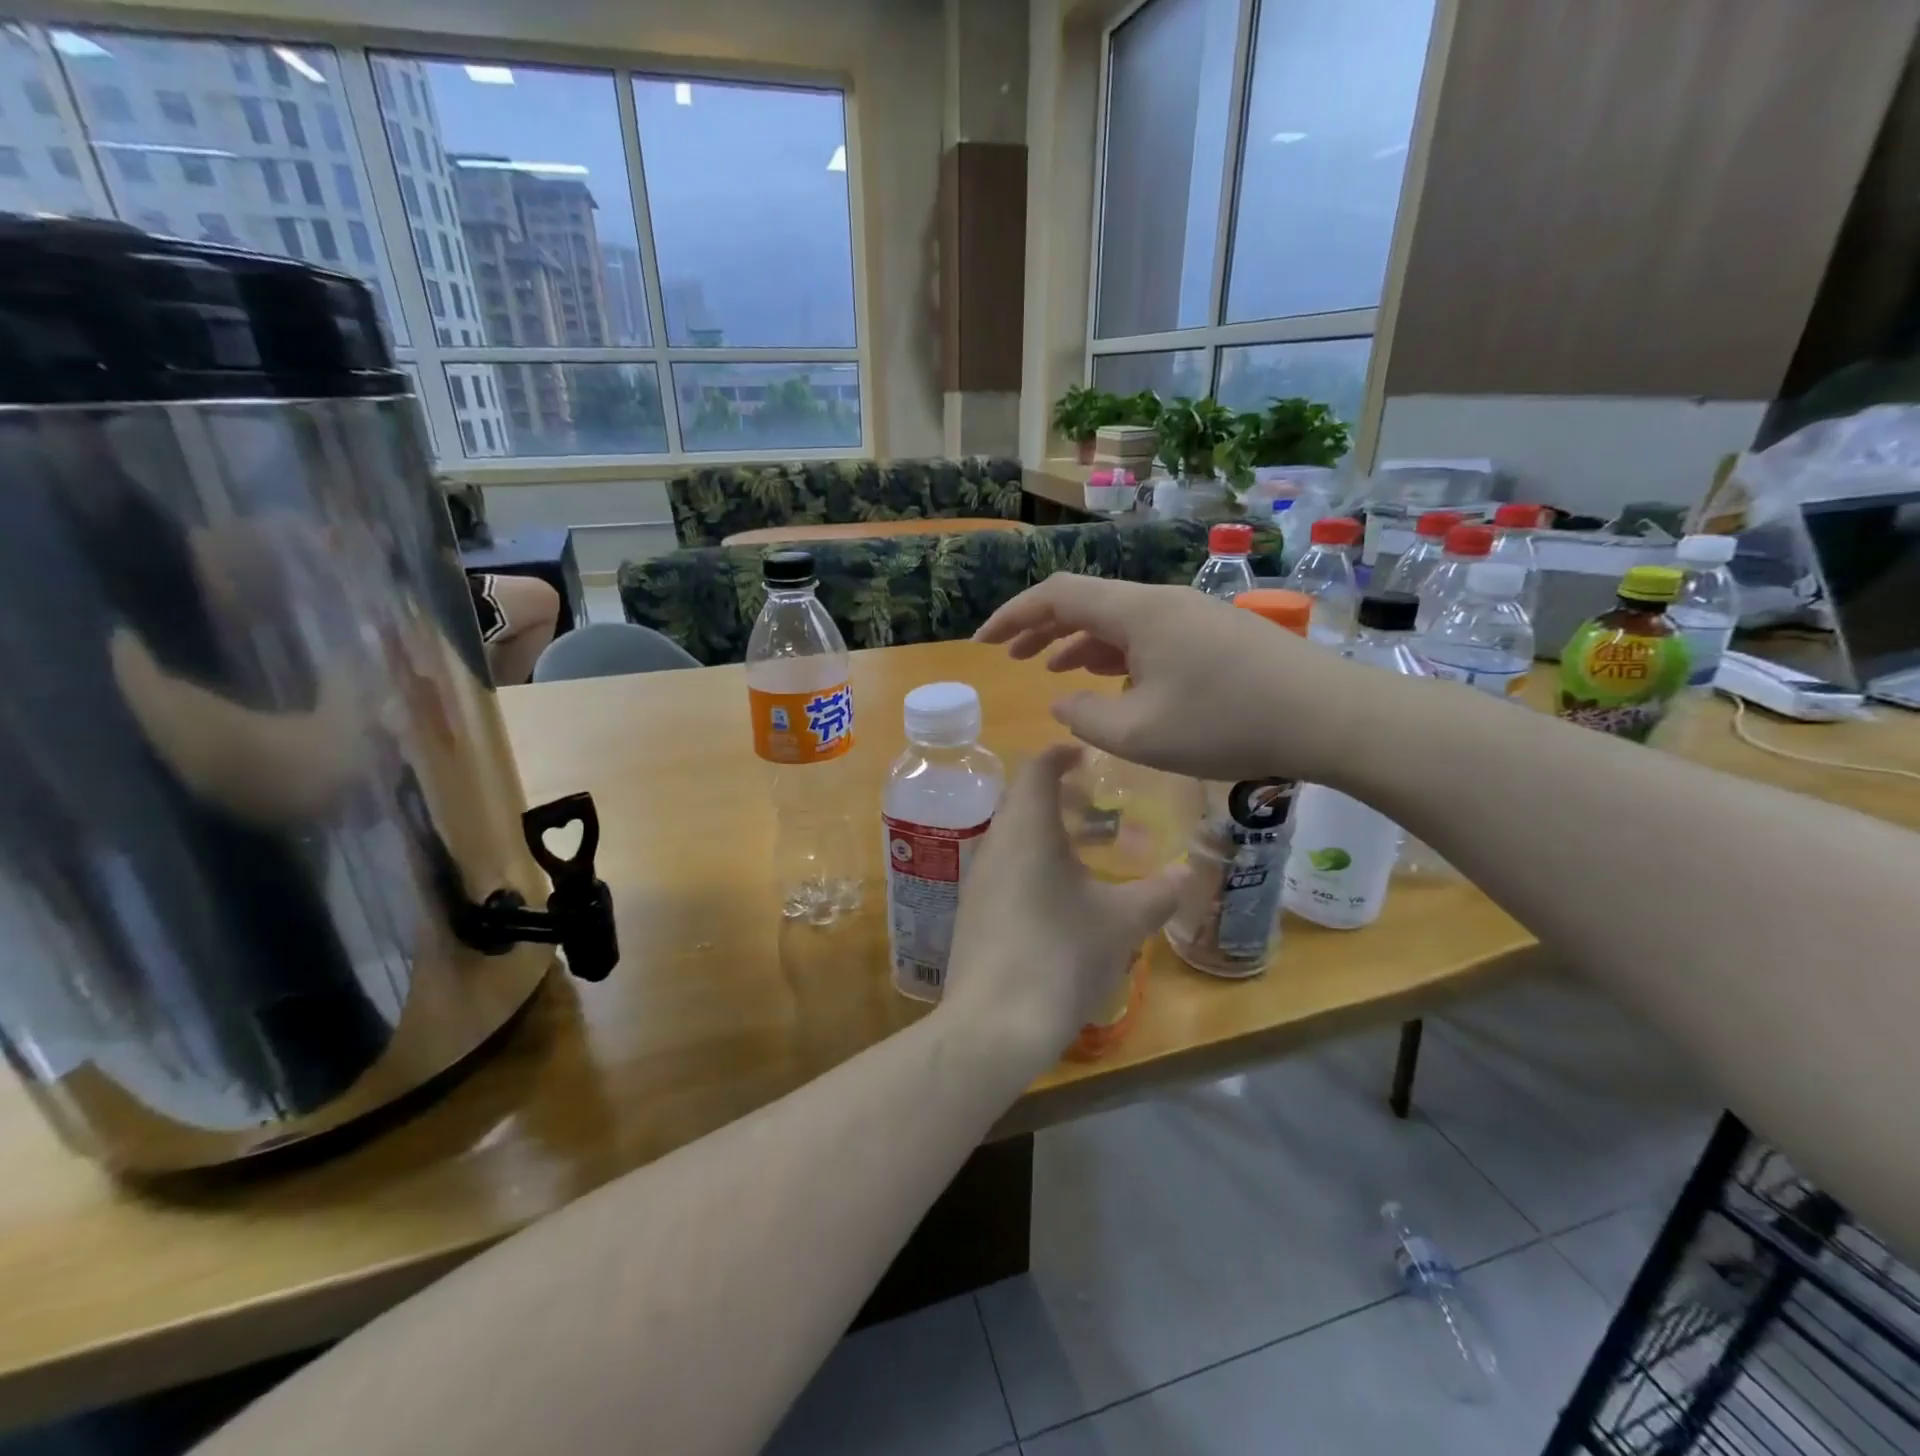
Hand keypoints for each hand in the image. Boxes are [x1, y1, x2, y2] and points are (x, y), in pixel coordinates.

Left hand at [941, 744, 1188, 1067]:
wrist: (993, 1025)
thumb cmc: (1060, 956)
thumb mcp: (1121, 923)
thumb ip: (1158, 893)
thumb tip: (1187, 874)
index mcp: (1026, 830)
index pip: (1037, 769)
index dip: (1062, 754)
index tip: (1089, 755)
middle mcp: (995, 844)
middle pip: (1024, 801)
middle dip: (1061, 796)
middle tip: (1100, 806)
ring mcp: (978, 880)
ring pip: (1014, 837)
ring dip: (1049, 833)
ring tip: (1089, 850)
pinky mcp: (973, 912)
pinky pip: (1005, 868)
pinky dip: (1034, 863)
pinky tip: (1062, 896)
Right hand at [974, 575, 1375, 784]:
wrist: (1329, 716)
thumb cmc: (1227, 723)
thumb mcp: (1140, 733)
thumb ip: (1085, 719)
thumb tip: (1062, 703)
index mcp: (1136, 611)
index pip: (1057, 595)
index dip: (1013, 615)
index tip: (982, 642)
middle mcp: (1160, 602)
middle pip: (1086, 602)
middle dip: (1041, 627)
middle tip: (1010, 656)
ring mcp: (1191, 616)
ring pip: (1118, 620)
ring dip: (1079, 642)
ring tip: (1050, 669)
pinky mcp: (1214, 636)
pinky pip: (1148, 636)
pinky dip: (1116, 654)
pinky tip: (1111, 681)